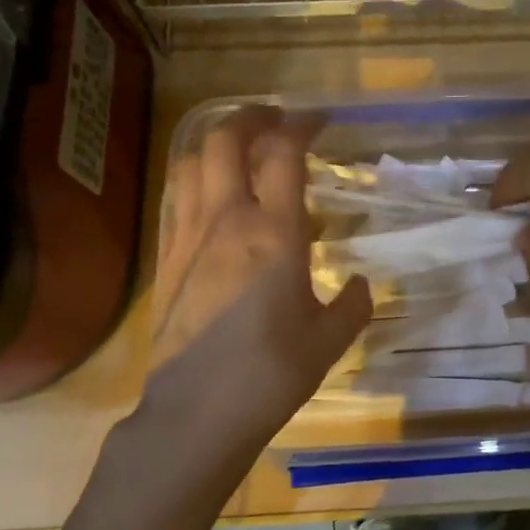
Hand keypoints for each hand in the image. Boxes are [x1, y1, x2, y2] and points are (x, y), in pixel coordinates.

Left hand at [140, 107, 371, 463]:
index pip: (283, 153)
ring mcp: (188, 236)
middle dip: (251, 117)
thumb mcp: (329, 340)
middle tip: (275, 119)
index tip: (318, 119)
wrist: (197, 412)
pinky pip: (177, 197)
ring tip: (240, 146)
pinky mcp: (165, 258)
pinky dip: (196, 177)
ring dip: (217, 142)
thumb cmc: (271, 372)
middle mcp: (226, 220)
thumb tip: (363, 284)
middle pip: (226, 140)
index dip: (301, 125)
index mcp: (273, 232)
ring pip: (193, 162)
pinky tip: (212, 193)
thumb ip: (354, 305)